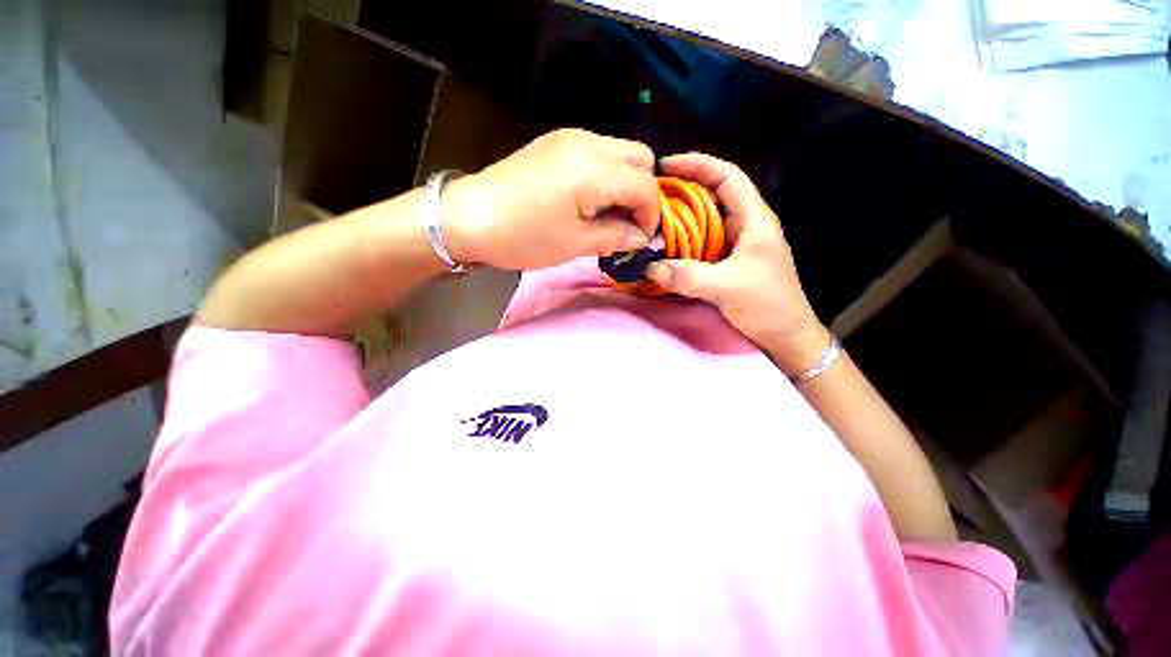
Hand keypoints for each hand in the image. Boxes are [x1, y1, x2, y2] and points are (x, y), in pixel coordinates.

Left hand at [444, 129, 659, 270]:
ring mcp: (570, 137)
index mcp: (594, 170)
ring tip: (609, 214)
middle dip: (643, 192)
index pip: (646, 185)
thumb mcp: (574, 244)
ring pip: (620, 151)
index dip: (651, 214)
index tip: (641, 239)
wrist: (468, 217)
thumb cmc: (523, 236)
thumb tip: (641, 238)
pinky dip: (606, 175)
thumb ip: (615, 237)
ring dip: (625, 182)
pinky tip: (590, 199)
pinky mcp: (555, 142)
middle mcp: (588, 142)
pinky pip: (597, 152)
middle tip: (628, 222)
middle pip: (641, 157)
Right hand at [646, 153, 828, 375]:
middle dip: (682, 190)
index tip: (666, 165)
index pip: (728, 177)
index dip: (698, 164)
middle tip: (650, 195)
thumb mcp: (729, 288)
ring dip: (679, 217)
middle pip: (712, 195)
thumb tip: (650, 268)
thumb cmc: (769, 306)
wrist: (785, 335)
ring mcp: (734, 245)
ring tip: (651, 218)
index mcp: (754, 220)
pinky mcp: (725, 263)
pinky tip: (664, 246)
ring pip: (704, 221)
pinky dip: (681, 241)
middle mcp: (744, 226)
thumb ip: (689, 277)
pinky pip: (700, 244)